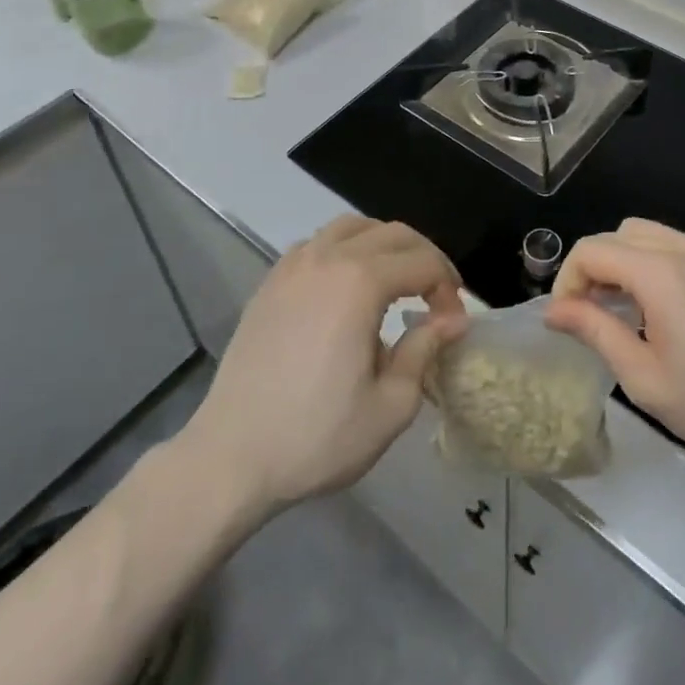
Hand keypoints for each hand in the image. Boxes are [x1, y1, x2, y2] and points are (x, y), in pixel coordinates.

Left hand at [186, 216, 466, 513]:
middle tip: (436, 298)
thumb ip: (425, 350)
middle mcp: (329, 257)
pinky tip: (346, 286)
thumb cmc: (316, 437)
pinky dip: (345, 250)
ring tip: (395, 282)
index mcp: (361, 282)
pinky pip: (318, 243)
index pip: (423, 263)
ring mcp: (294, 264)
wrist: (231, 458)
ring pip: (353, 227)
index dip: (448, 288)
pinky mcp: (271, 281)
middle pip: (394, 233)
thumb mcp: (390, 406)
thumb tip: (453, 319)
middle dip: (424, 258)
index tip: (452, 323)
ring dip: (385, 245)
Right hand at [545, 218, 684, 467]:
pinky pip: (678, 246)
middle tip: (594, 313)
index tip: (567, 319)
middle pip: (618, 233)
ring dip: (625, 262)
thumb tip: (554, 310)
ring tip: (627, 311)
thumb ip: (596, 332)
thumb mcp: (646, 379)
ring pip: (648, 234)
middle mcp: (684, 247)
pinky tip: (667, 309)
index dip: (568, 280)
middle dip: (595, 266)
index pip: (592, 250)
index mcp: (659, 272)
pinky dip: (655, 263)